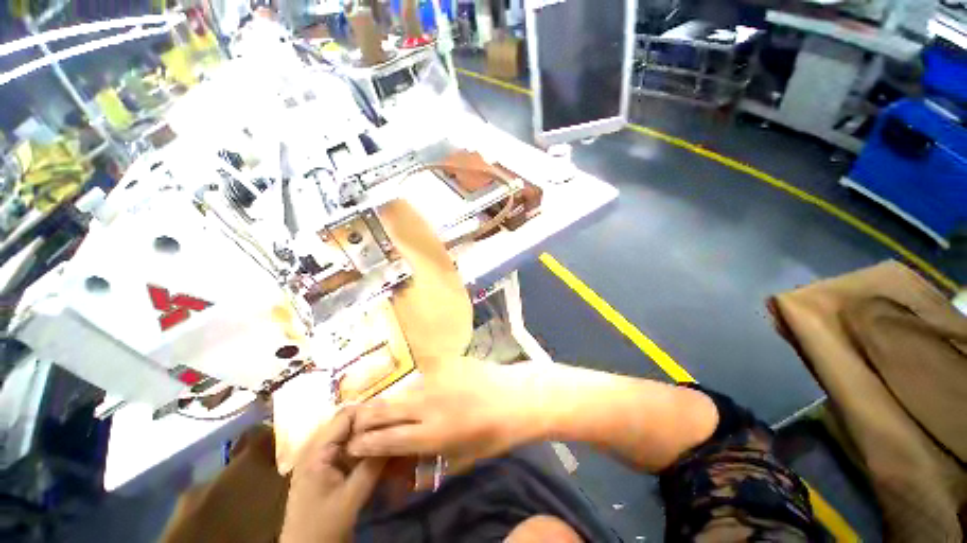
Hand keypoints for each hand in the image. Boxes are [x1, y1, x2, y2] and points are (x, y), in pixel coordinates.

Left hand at [281, 407, 385, 542]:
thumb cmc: (324, 527)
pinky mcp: (327, 467)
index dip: (371, 412)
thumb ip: (373, 464)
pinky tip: (382, 454)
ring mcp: (321, 457)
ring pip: (352, 434)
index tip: (394, 417)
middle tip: (397, 428)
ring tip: (393, 438)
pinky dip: (367, 448)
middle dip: (374, 423)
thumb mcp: (351, 497)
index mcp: (317, 450)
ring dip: (372, 436)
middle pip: (350, 422)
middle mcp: (317, 447)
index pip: (347, 415)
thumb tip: (397, 433)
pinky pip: (349, 448)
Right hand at [348, 359, 544, 471]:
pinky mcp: (445, 363)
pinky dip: (416, 387)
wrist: (515, 396)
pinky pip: (422, 376)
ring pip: (402, 390)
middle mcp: (427, 404)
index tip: (352, 443)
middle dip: (364, 417)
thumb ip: (430, 463)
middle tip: (358, 421)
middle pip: (383, 409)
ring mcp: (436, 378)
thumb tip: (408, 470)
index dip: (363, 443)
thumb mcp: (462, 459)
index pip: (384, 440)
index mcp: (430, 434)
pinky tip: (422, 389)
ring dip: (391, 400)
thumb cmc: (493, 434)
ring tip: (387, 406)